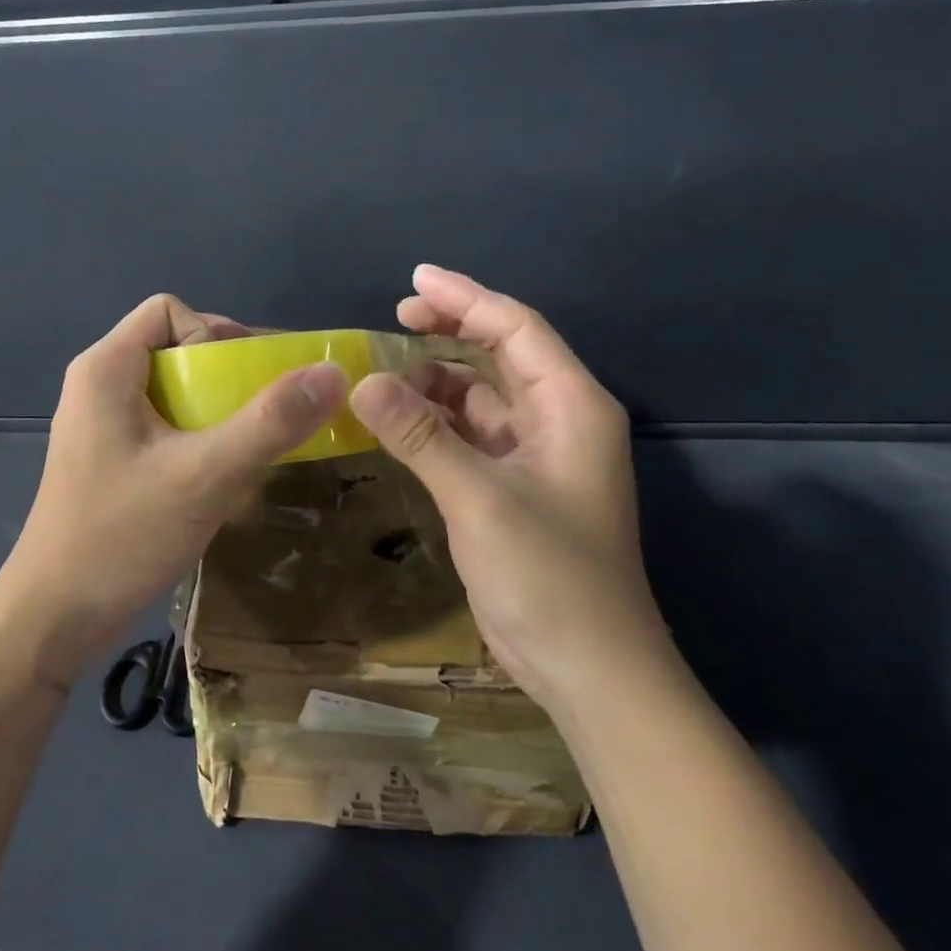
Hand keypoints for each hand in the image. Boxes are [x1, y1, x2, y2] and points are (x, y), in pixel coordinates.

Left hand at [0, 294, 347, 688]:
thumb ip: (269, 422)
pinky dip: (201, 441)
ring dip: (221, 414)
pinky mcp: (112, 460)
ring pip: (175, 392)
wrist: (53, 619)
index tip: (245, 385)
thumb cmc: (120, 537)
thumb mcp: (204, 476)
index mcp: (107, 368)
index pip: (170, 311)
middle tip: (269, 417)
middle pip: (176, 349)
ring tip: (255, 450)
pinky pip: (167, 428)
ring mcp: (103, 425)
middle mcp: (100, 385)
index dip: (215, 335)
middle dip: (229, 377)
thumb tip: (333, 372)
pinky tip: (224, 480)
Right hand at [348, 265, 670, 714]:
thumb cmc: (549, 576)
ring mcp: (534, 455)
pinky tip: (394, 418)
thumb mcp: (479, 498)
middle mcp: (557, 419)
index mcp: (571, 406)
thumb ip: (421, 436)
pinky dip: (433, 421)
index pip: (517, 329)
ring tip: (380, 372)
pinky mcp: (511, 486)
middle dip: (449, 330)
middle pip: (500, 354)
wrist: (589, 669)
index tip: (413, 281)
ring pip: (480, 396)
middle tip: (392, 318)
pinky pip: (468, 434)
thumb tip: (361, 382)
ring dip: (434, 380)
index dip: (466, 298)